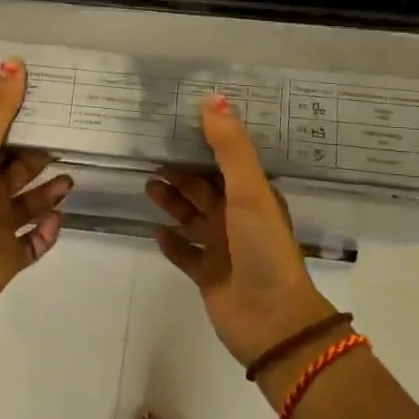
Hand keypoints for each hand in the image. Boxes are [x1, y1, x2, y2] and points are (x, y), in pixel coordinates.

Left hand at [0, 59, 72, 311]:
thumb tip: (15, 60)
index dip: (21, 127)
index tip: (49, 110)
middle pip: (17, 173)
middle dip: (41, 160)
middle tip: (70, 143)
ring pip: (30, 206)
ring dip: (50, 194)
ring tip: (71, 180)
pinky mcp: (11, 257)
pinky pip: (35, 242)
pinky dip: (48, 231)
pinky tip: (58, 218)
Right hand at [147, 94, 336, 365]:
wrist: (271, 320)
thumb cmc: (262, 248)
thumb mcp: (249, 191)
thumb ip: (229, 146)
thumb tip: (213, 97)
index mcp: (253, 197)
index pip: (225, 163)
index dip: (203, 145)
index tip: (176, 126)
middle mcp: (238, 219)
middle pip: (204, 189)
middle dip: (181, 173)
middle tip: (150, 156)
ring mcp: (222, 249)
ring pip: (192, 218)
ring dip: (172, 202)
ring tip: (148, 186)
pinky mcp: (208, 275)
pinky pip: (184, 253)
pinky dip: (171, 241)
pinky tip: (154, 230)